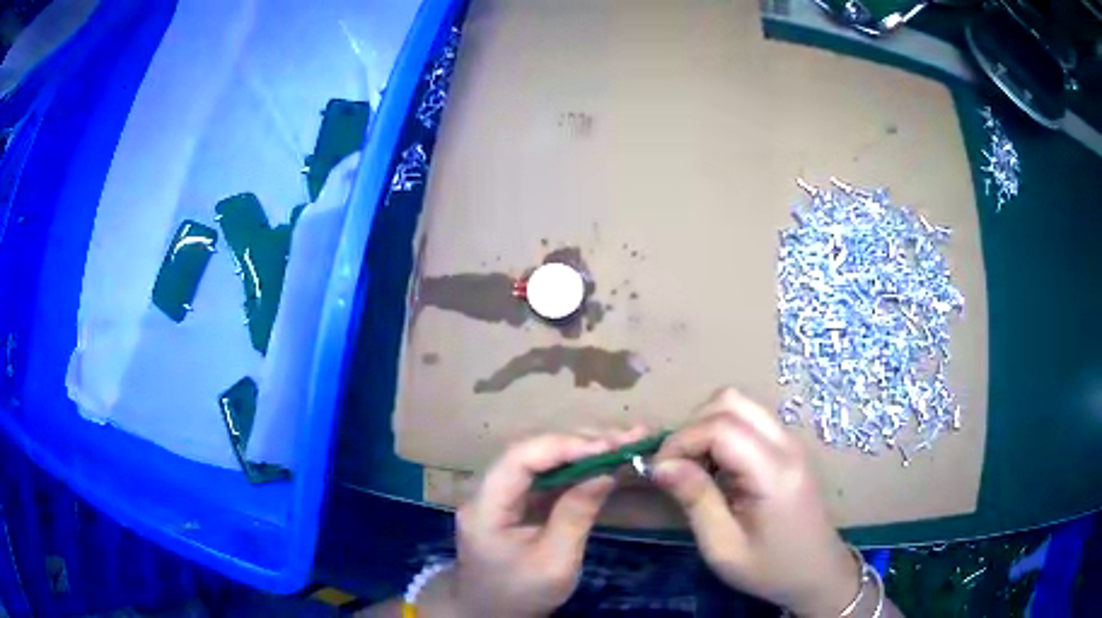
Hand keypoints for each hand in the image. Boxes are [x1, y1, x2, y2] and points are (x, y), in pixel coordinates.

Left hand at [436, 428, 646, 617]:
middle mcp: (487, 492)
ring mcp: (500, 495)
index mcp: (485, 508)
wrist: (489, 613)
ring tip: (624, 442)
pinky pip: (546, 476)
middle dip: (580, 441)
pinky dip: (576, 467)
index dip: (563, 445)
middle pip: (531, 452)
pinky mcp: (515, 502)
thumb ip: (576, 515)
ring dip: (582, 449)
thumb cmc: (520, 594)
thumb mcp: (555, 563)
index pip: (519, 459)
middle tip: (627, 438)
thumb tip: (605, 472)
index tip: (608, 446)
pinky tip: (604, 461)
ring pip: (540, 460)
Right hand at [652, 388, 860, 616]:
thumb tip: (661, 465)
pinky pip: (749, 420)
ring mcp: (790, 442)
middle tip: (674, 466)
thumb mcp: (723, 547)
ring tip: (692, 466)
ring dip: (706, 426)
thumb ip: (695, 500)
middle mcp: (786, 444)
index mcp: (773, 472)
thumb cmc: (770, 569)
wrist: (818, 573)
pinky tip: (715, 467)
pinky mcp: (788, 447)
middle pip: (730, 401)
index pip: (720, 427)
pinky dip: (722, 432)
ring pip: (740, 404)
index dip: (681, 441)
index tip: (658, 472)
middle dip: (692, 426)